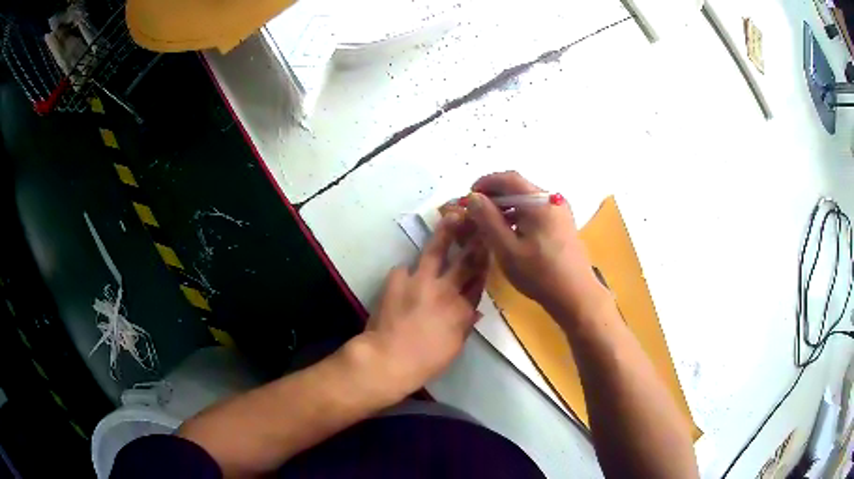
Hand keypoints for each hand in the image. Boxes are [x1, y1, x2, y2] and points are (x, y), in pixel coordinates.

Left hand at [363, 212, 487, 395]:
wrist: (389, 358)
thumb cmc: (426, 360)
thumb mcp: (455, 345)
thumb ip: (465, 323)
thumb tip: (473, 311)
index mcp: (462, 308)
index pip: (479, 280)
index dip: (485, 262)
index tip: (489, 247)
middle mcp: (446, 289)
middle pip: (466, 260)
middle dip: (475, 239)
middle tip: (480, 221)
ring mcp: (420, 280)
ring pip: (436, 250)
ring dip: (446, 232)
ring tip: (452, 216)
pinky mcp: (397, 278)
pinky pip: (404, 269)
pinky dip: (407, 272)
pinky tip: (406, 276)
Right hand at [466, 171, 606, 319]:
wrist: (575, 294)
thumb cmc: (539, 273)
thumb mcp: (506, 248)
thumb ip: (487, 219)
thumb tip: (473, 197)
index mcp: (540, 201)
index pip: (509, 178)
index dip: (485, 182)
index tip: (469, 196)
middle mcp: (552, 199)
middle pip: (518, 187)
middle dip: (494, 195)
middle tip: (475, 212)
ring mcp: (560, 211)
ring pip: (527, 199)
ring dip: (506, 206)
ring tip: (488, 223)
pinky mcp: (562, 223)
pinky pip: (536, 210)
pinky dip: (519, 215)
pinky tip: (509, 231)